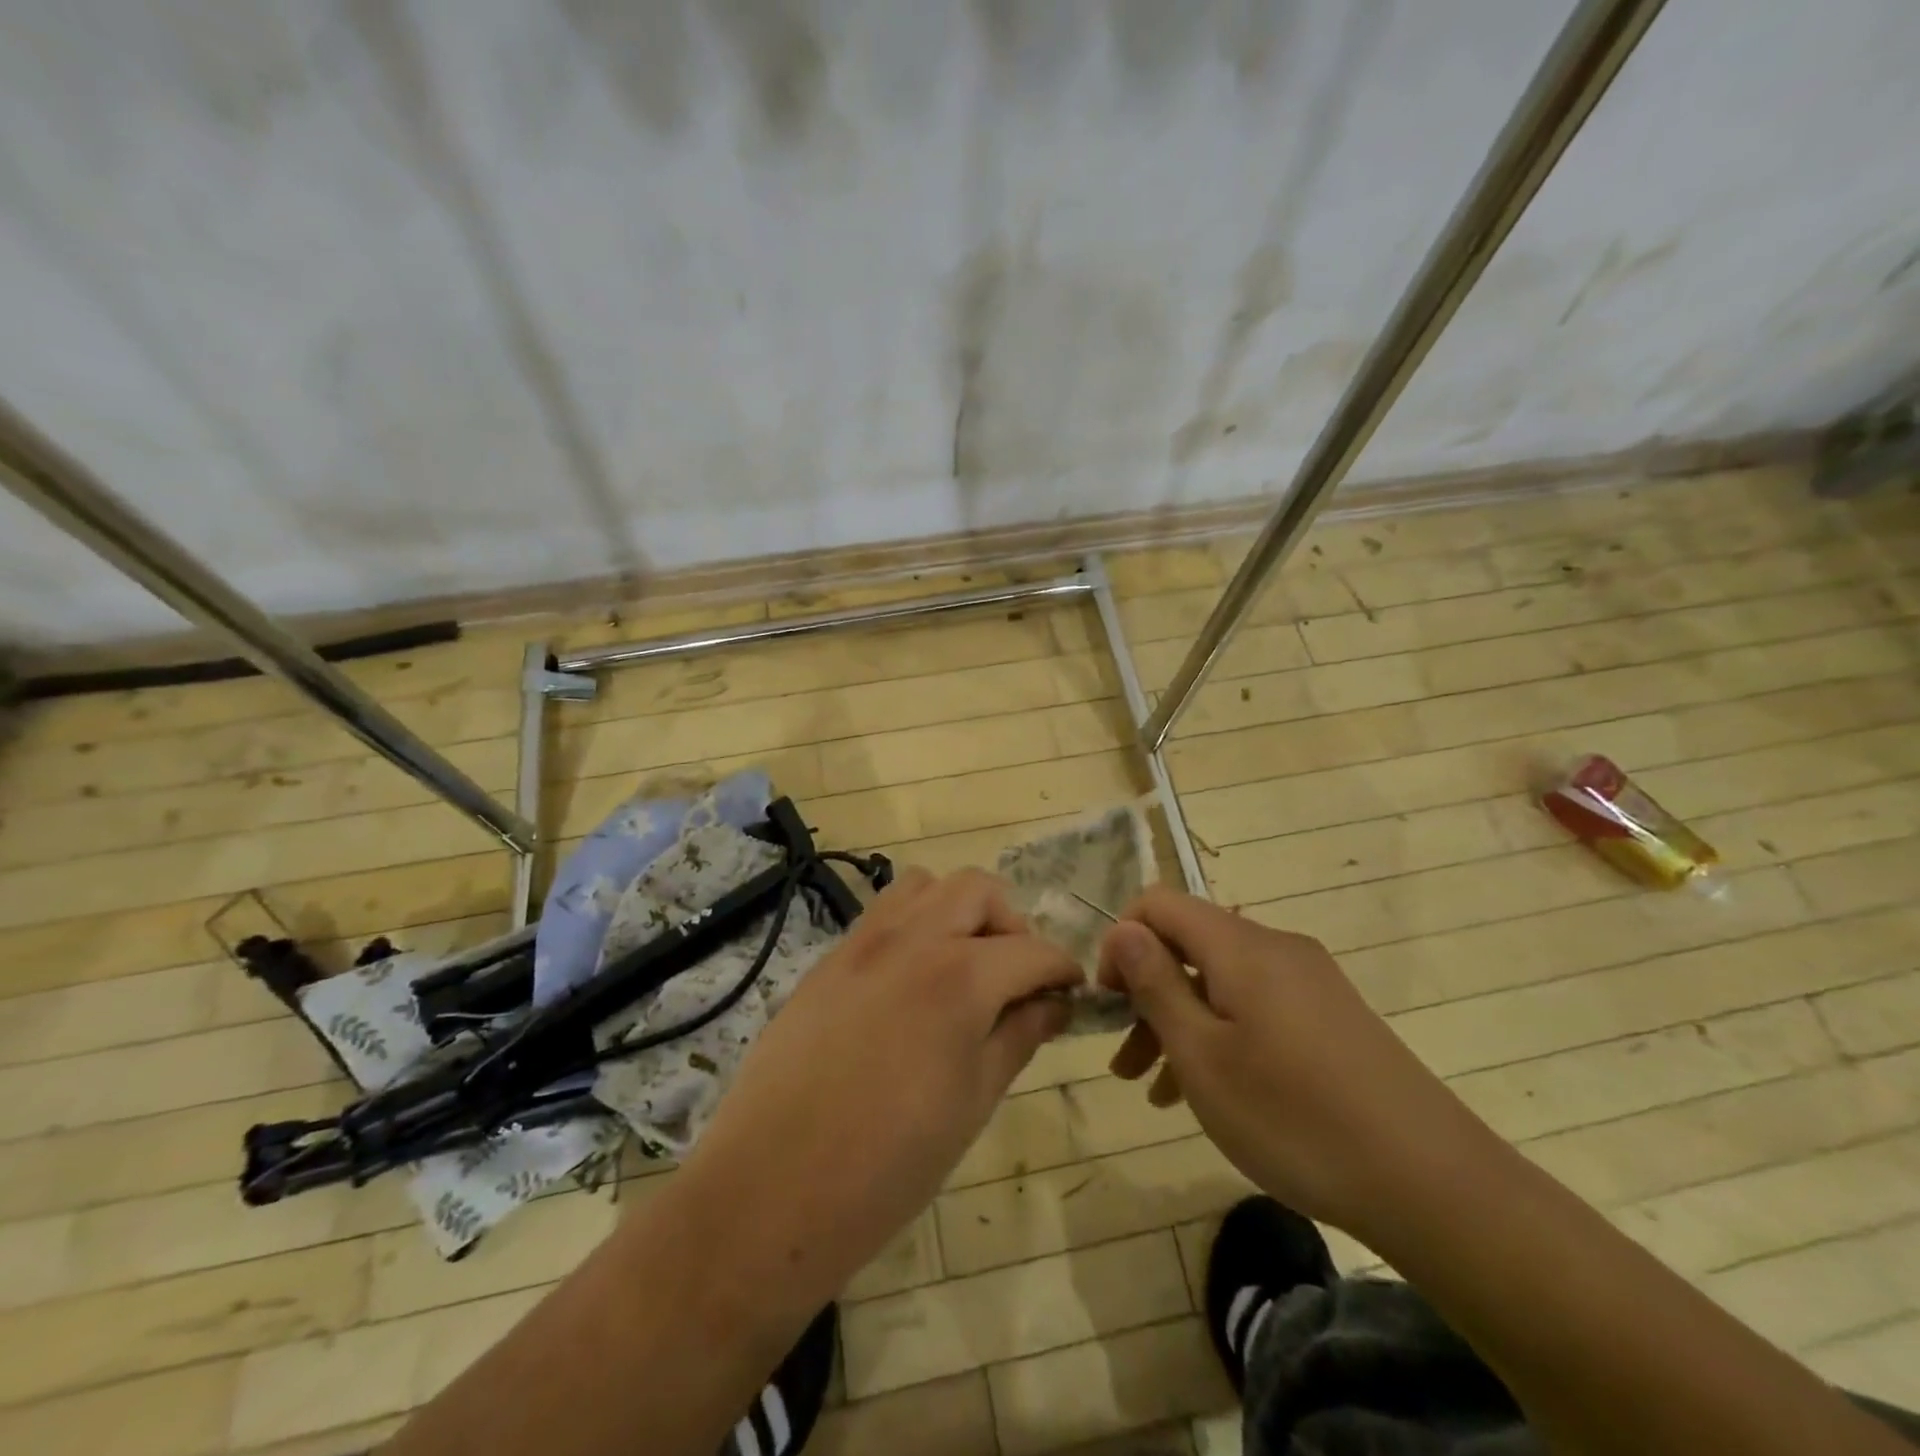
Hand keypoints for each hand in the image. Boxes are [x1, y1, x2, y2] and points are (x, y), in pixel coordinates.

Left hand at [678, 866, 1080, 1305]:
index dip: (1062, 969)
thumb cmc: (889, 1164)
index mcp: (959, 976)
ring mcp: (863, 942)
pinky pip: (883, 914)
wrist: (770, 1191)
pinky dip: (913, 925)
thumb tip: (1054, 1003)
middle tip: (1015, 978)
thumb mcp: (973, 1102)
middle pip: (977, 890)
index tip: (1072, 993)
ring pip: (924, 886)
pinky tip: (912, 983)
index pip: (1032, 950)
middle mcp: (912, 938)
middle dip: (1011, 924)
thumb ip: (1019, 1035)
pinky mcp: (829, 959)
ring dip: (956, 912)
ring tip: (962, 968)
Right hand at [1097, 886, 1497, 1239]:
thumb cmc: (1295, 1117)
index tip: (1111, 1002)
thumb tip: (1122, 931)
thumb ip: (1156, 985)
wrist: (1432, 1184)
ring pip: (1219, 981)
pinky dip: (1220, 1035)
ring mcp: (1308, 982)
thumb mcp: (1203, 1056)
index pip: (1159, 903)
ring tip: (1151, 1087)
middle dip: (1146, 992)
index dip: (1122, 941)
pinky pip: (1254, 1007)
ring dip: (1178, 1021)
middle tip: (1123, 1057)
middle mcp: (1275, 948)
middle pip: (1189, 944)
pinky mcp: (1329, 1016)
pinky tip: (1204, 1093)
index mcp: (1241, 946)